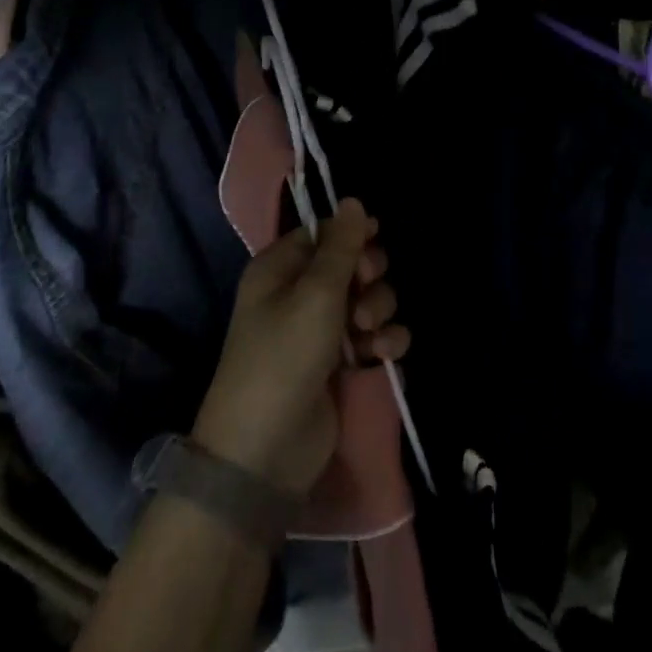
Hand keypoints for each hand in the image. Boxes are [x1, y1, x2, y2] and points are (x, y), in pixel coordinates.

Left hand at [191, 200, 408, 495]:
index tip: (372, 240)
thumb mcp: (315, 293)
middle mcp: (300, 294)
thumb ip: (341, 246)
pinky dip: (385, 340)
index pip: (324, 233)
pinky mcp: (342, 363)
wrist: (265, 451)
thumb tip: (353, 200)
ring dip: (379, 309)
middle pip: (353, 263)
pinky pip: (376, 335)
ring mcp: (322, 330)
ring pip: (370, 298)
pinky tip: (383, 353)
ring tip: (368, 332)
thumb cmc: (283, 357)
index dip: (352, 235)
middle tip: (364, 290)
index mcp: (280, 269)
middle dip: (369, 275)